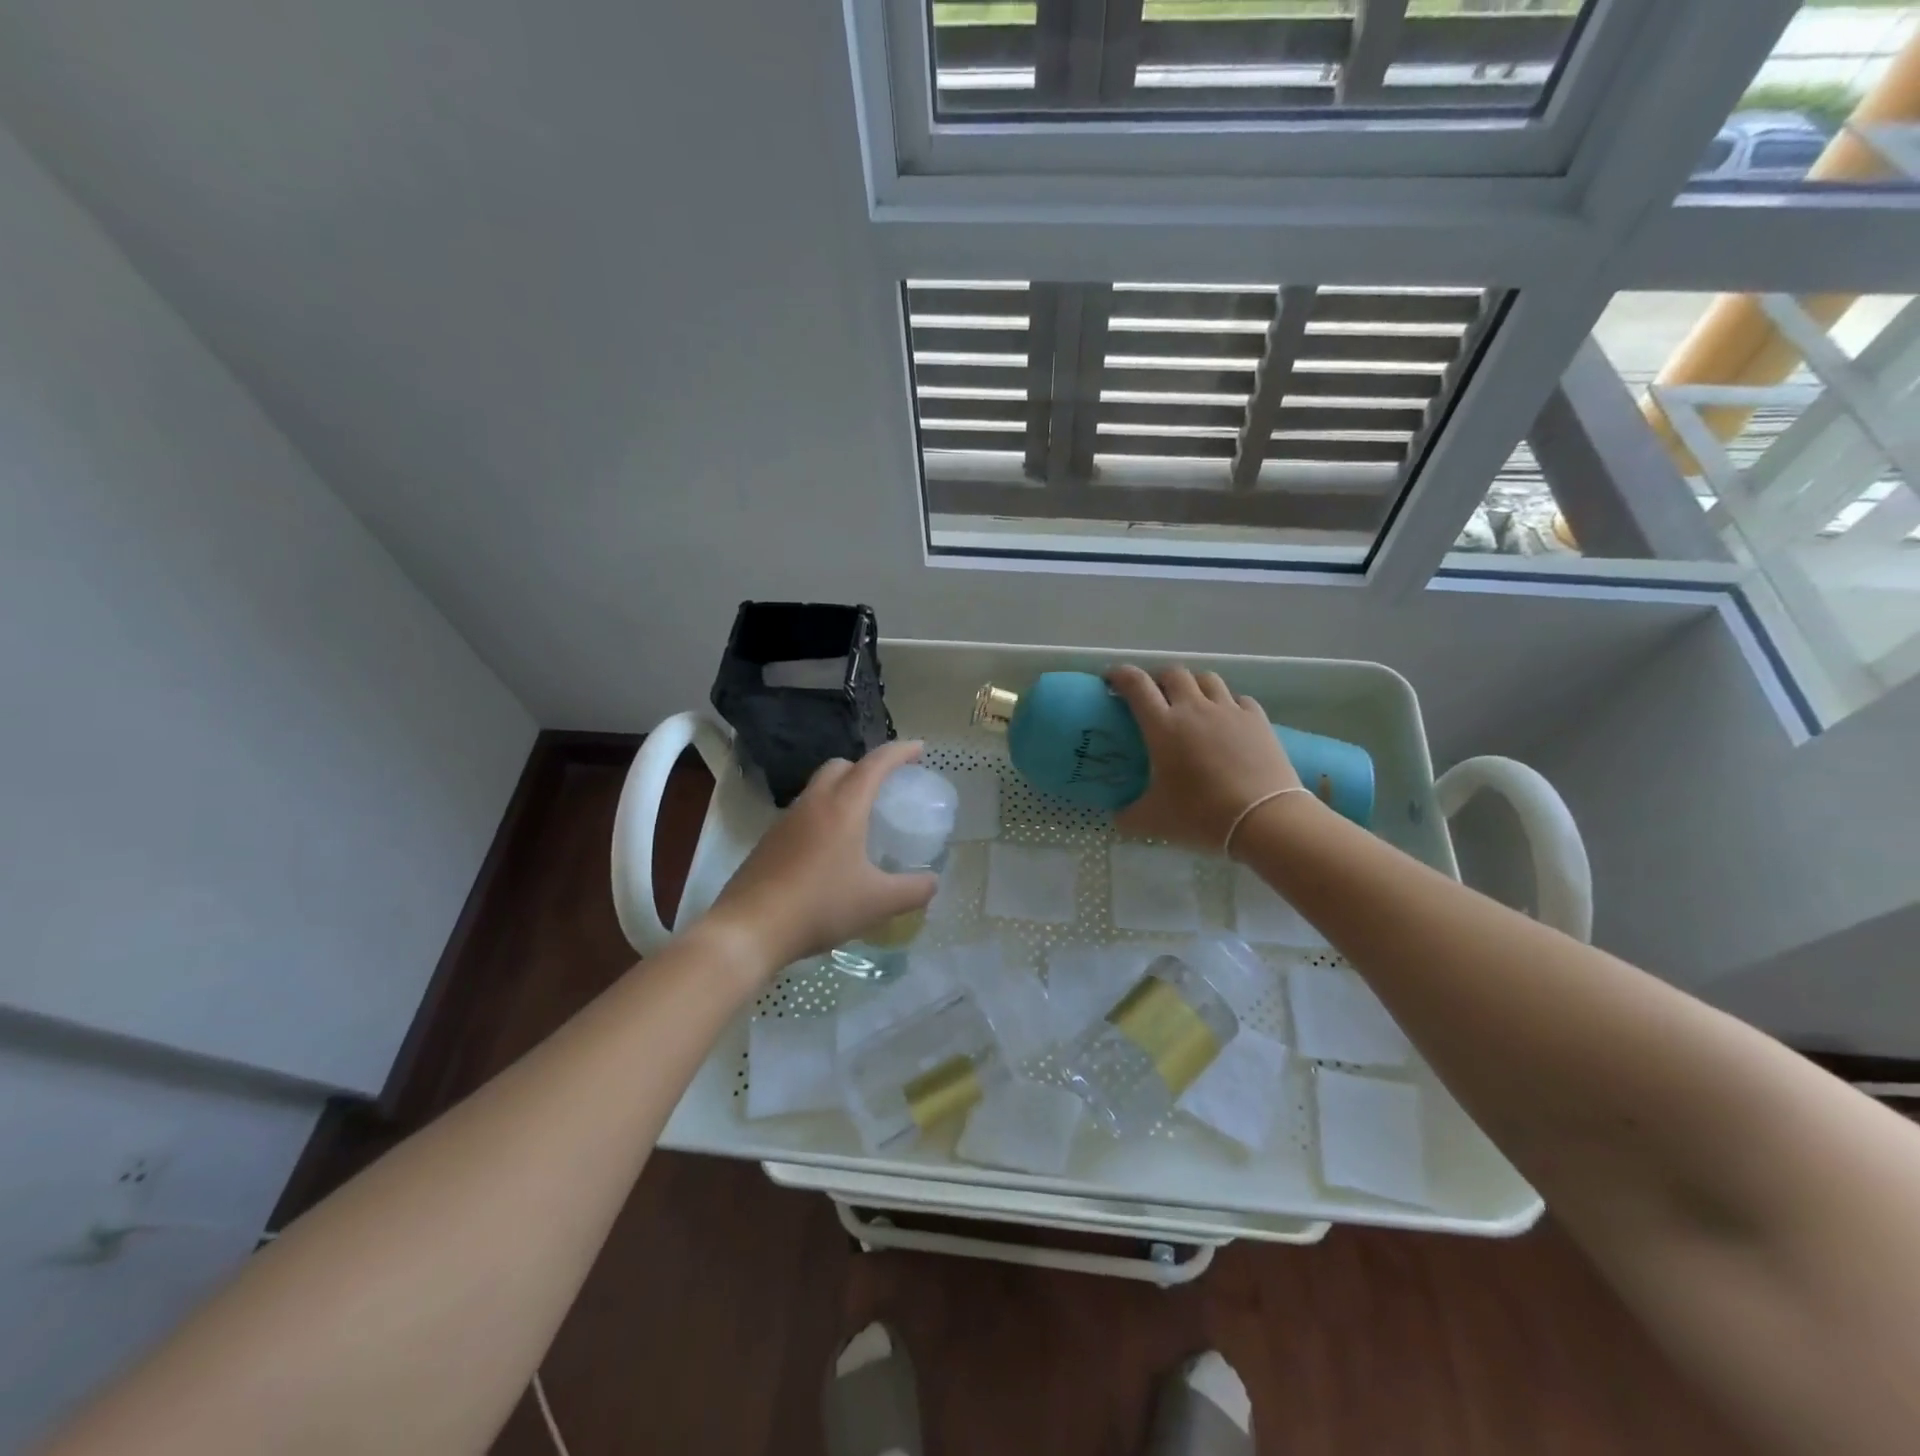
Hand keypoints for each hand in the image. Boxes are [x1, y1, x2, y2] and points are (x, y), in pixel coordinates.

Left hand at [698, 739, 939, 974]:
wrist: (748, 929)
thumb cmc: (819, 907)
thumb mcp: (878, 903)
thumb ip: (913, 891)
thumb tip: (933, 882)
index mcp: (843, 807)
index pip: (875, 764)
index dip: (899, 752)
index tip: (919, 748)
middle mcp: (812, 804)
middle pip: (840, 766)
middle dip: (866, 767)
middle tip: (887, 787)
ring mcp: (785, 821)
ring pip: (817, 789)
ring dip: (841, 791)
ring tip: (860, 820)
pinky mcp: (768, 842)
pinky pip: (802, 814)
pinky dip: (822, 816)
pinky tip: (829, 851)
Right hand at [1107, 665, 1302, 853]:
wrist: (1264, 820)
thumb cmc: (1201, 816)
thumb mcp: (1153, 821)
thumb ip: (1127, 816)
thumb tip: (1116, 816)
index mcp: (1163, 726)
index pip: (1136, 684)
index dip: (1120, 675)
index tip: (1111, 679)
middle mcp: (1194, 708)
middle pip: (1173, 673)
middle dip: (1158, 678)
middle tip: (1153, 695)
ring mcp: (1229, 711)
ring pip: (1207, 679)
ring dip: (1193, 684)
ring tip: (1190, 702)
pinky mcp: (1258, 720)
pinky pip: (1238, 698)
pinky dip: (1226, 703)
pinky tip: (1226, 720)